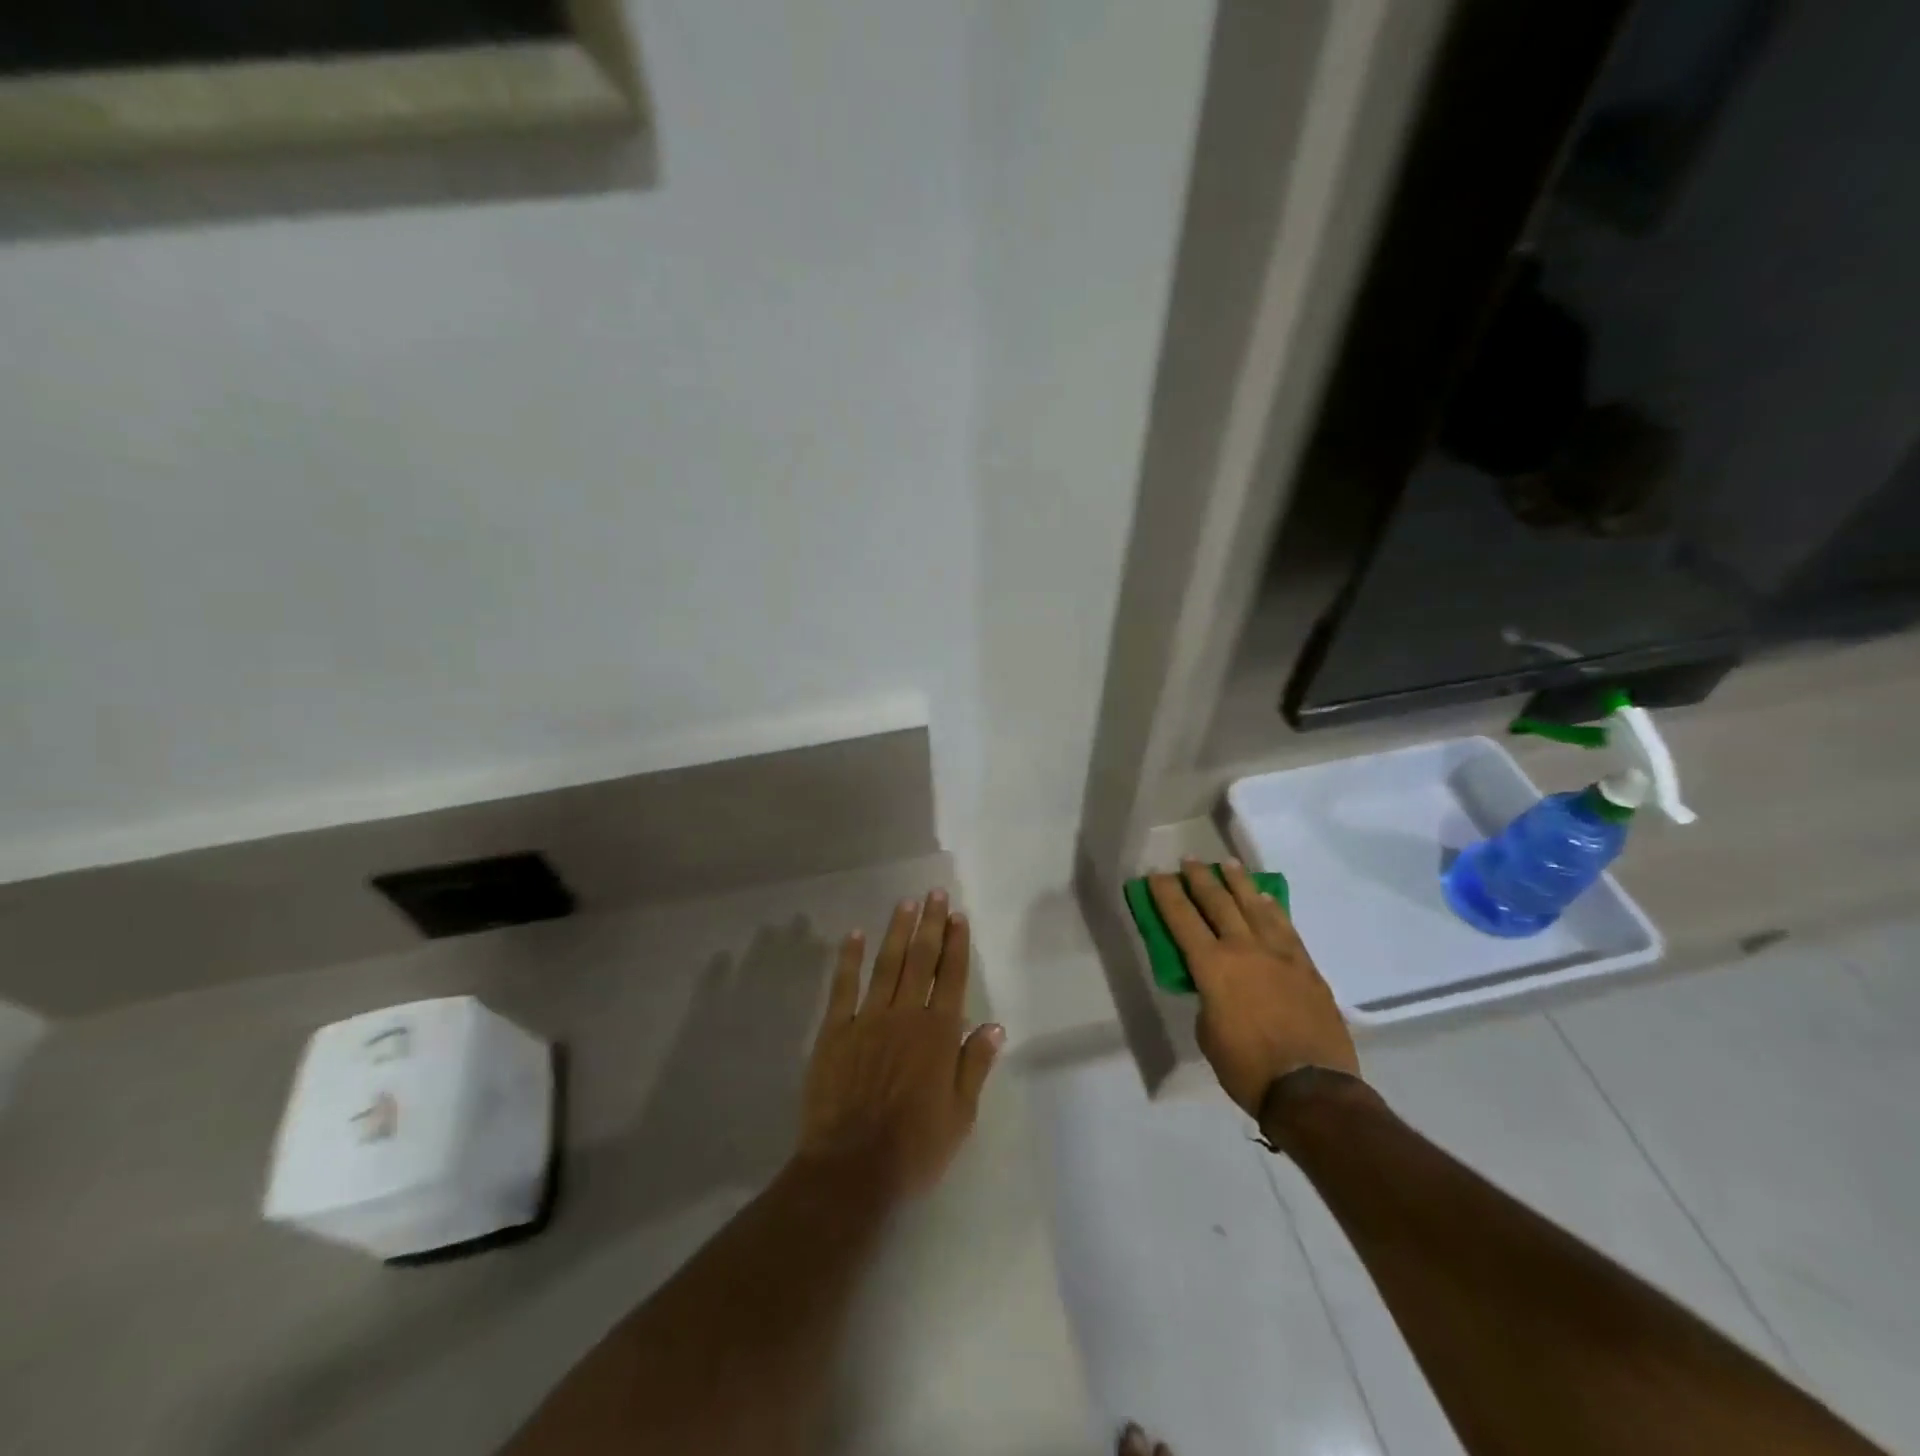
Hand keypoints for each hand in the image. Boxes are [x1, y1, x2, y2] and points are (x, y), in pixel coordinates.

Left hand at [797, 890, 1003, 1201]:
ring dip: (897, 931)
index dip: (956, 944)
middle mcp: (906, 1016)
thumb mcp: (961, 1115)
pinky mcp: (835, 1031)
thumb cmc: (915, 1148)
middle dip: (930, 924)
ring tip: (906, 903)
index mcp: (939, 1034)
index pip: (951, 977)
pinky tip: (854, 935)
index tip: (958, 915)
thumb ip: (975, 1065)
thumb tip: (995, 1026)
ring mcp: (868, 1019)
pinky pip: (843, 986)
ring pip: (886, 964)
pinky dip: (849, 959)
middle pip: (920, 960)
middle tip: (935, 893)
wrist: (852, 1168)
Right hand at [1147, 858, 1359, 1115]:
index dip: (1166, 894)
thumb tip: (1217, 987)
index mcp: (1212, 966)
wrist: (1311, 1088)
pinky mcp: (1306, 966)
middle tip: (1189, 861)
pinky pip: (1285, 927)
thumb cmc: (1247, 1067)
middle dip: (1200, 879)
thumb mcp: (1208, 1033)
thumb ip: (1208, 998)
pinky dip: (1272, 907)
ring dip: (1238, 883)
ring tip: (1228, 865)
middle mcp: (1244, 949)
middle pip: (1218, 902)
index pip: (1182, 919)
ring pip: (1255, 906)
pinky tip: (1266, 898)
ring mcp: (1280, 954)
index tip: (1156, 875)